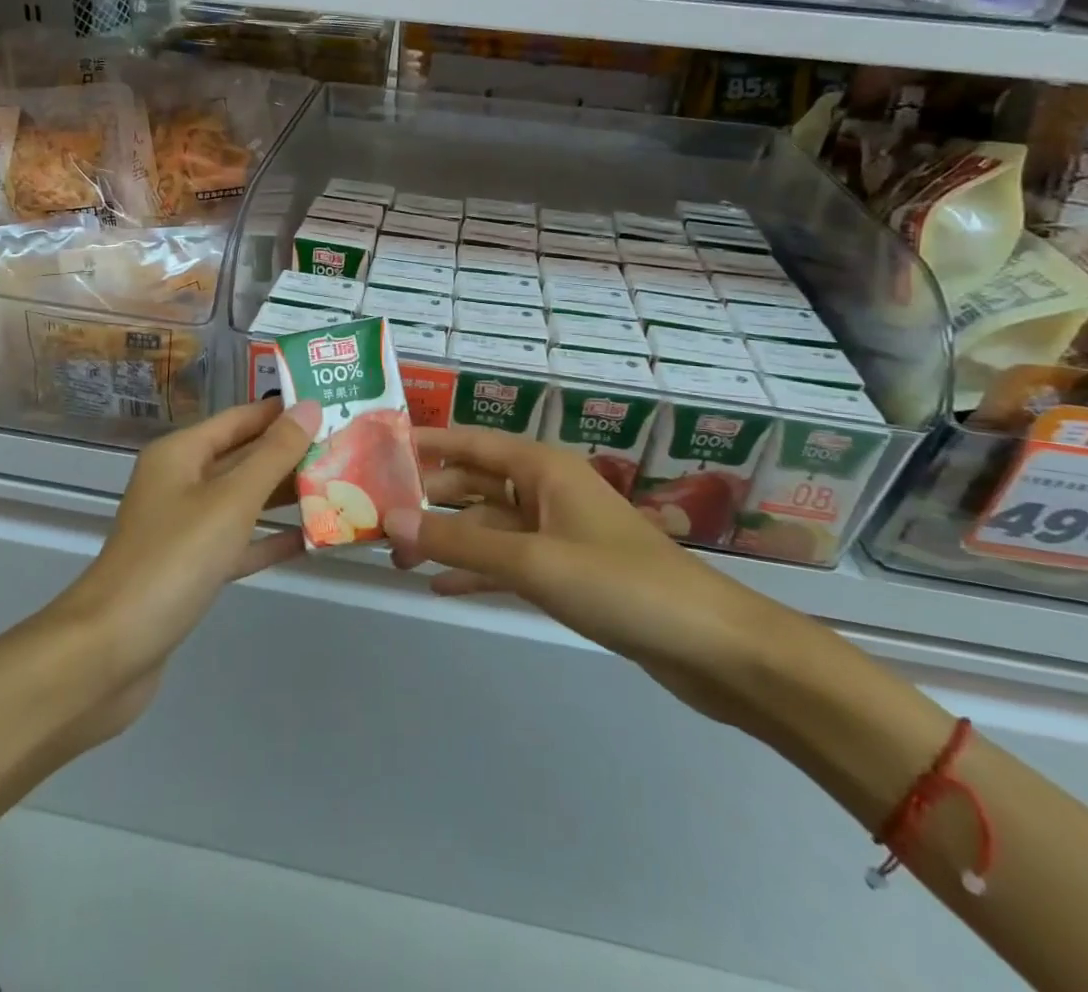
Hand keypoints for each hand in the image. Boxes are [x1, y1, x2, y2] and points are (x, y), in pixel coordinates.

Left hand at [55, 397, 316, 736]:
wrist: (110, 651)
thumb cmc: (173, 559)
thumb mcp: (230, 500)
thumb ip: (273, 455)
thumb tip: (309, 407)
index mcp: (181, 453)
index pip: (242, 418)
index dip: (284, 411)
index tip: (332, 407)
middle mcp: (181, 482)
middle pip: (244, 457)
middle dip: (291, 454)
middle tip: (347, 448)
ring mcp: (184, 527)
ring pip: (244, 501)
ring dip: (285, 496)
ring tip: (340, 487)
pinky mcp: (191, 569)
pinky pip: (239, 542)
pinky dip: (270, 539)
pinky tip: (312, 538)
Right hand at [389, 427, 803, 733]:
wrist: (711, 646)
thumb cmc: (621, 584)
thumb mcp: (532, 561)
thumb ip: (460, 540)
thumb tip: (392, 519)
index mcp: (542, 468)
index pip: (470, 442)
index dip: (425, 442)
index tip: (378, 448)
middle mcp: (545, 490)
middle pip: (475, 482)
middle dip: (429, 498)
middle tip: (376, 516)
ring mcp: (556, 532)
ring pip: (488, 524)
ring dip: (447, 537)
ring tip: (396, 555)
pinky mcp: (566, 572)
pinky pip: (507, 560)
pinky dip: (476, 569)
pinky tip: (440, 585)